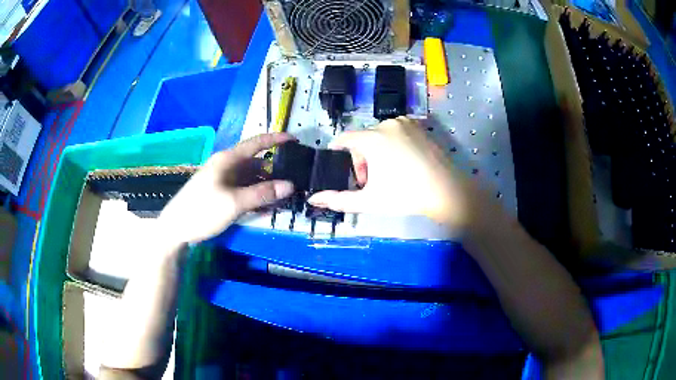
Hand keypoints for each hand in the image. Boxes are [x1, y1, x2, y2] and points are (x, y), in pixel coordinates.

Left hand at [158, 133, 294, 243]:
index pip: (256, 143)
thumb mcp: (234, 203)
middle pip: (256, 163)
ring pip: (251, 179)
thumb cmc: (202, 210)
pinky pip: (243, 190)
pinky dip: (256, 196)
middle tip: (295, 180)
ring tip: (285, 197)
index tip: (294, 140)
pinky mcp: (221, 193)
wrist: (176, 228)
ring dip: (266, 187)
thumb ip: (262, 193)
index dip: (275, 139)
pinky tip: (267, 207)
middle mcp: (227, 166)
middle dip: (275, 171)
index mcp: (228, 160)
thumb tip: (290, 185)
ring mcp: (223, 180)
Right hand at [307, 117, 490, 230]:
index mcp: (372, 138)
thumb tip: (313, 200)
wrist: (445, 191)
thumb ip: (338, 200)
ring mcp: (405, 123)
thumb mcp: (369, 201)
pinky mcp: (419, 126)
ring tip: (389, 172)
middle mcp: (387, 124)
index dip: (338, 153)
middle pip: (363, 139)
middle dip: (362, 159)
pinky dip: (394, 143)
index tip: (342, 168)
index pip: (344, 139)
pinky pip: (397, 131)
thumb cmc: (405, 196)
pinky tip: (404, 161)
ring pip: (380, 134)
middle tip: (372, 181)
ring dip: (378, 151)